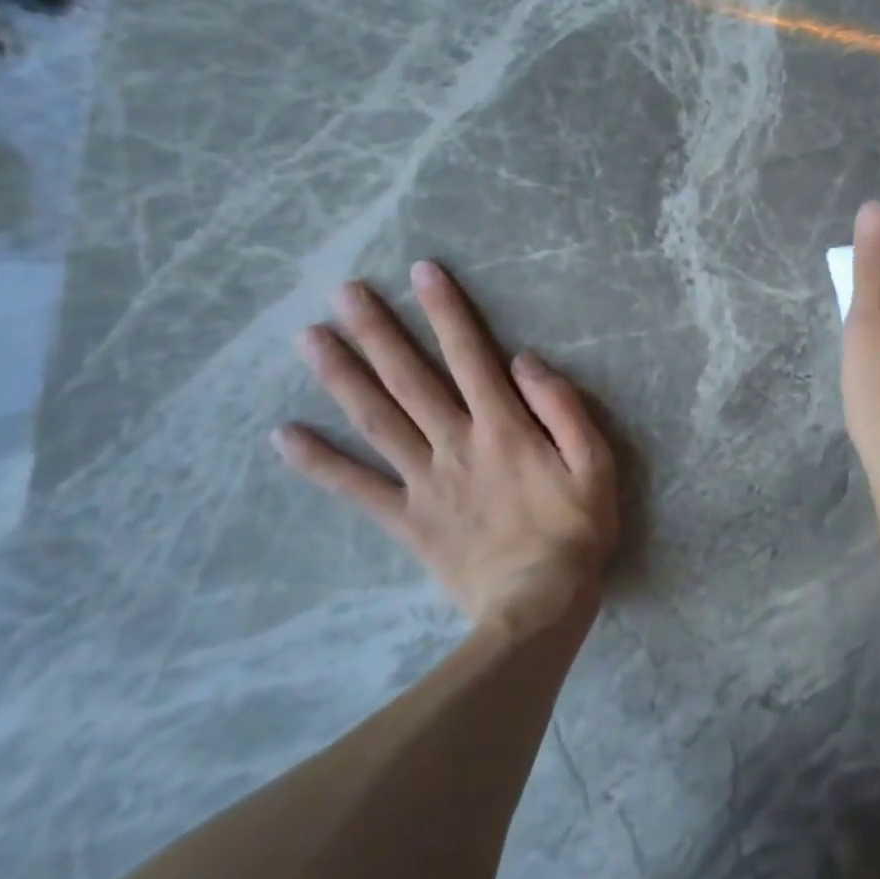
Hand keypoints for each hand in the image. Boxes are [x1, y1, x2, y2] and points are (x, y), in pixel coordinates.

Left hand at [272, 260, 618, 638]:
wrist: (537, 607)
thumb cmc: (576, 530)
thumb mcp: (595, 462)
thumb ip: (562, 406)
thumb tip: (525, 360)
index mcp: (503, 426)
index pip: (470, 354)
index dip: (446, 310)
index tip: (420, 271)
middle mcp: (455, 442)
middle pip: (409, 378)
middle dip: (377, 330)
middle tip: (342, 291)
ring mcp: (424, 481)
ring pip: (376, 419)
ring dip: (342, 376)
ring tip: (309, 338)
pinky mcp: (407, 520)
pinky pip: (356, 489)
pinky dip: (319, 463)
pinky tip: (284, 436)